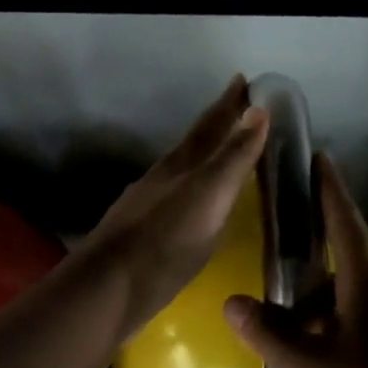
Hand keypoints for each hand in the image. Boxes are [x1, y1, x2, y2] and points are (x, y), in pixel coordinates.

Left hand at [82, 77, 270, 340]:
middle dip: (217, 125)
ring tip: (223, 156)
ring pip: (182, 171)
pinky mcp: (143, 234)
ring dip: (204, 159)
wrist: (110, 288)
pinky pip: (177, 199)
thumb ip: (233, 157)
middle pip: (193, 144)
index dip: (228, 103)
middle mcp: (162, 178)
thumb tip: (257, 110)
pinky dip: (194, 191)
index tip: (243, 80)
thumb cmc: (166, 241)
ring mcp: (148, 205)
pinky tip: (197, 206)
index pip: (210, 125)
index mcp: (180, 165)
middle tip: (239, 111)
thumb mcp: (209, 196)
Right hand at [223, 156, 367, 367]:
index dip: (329, 190)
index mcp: (367, 288)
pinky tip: (302, 367)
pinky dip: (326, 343)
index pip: (344, 224)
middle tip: (271, 259)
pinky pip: (354, 343)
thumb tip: (237, 302)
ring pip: (346, 311)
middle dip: (307, 265)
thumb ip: (267, 332)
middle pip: (342, 269)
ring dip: (313, 312)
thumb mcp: (302, 367)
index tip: (319, 159)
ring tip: (275, 323)